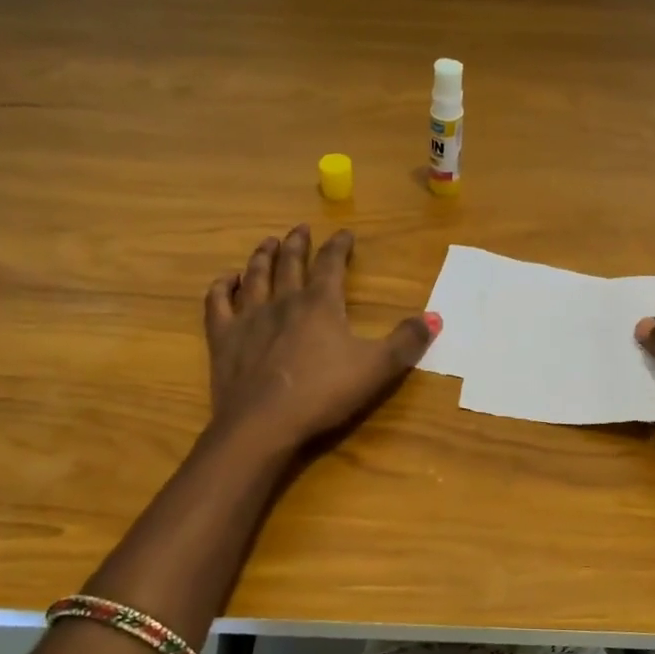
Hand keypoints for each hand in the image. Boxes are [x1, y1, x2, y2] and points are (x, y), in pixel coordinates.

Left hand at [205, 225, 437, 452]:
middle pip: (290, 263)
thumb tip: (435, 317)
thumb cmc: (324, 394)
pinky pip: (218, 303)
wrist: (264, 424)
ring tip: (268, 243)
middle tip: (301, 229)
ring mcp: (249, 318)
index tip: (345, 233)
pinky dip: (222, 287)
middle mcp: (283, 301)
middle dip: (298, 244)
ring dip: (262, 256)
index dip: (339, 246)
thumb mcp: (377, 368)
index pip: (331, 264)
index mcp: (320, 304)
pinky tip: (226, 280)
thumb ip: (406, 341)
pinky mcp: (224, 338)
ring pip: (255, 276)